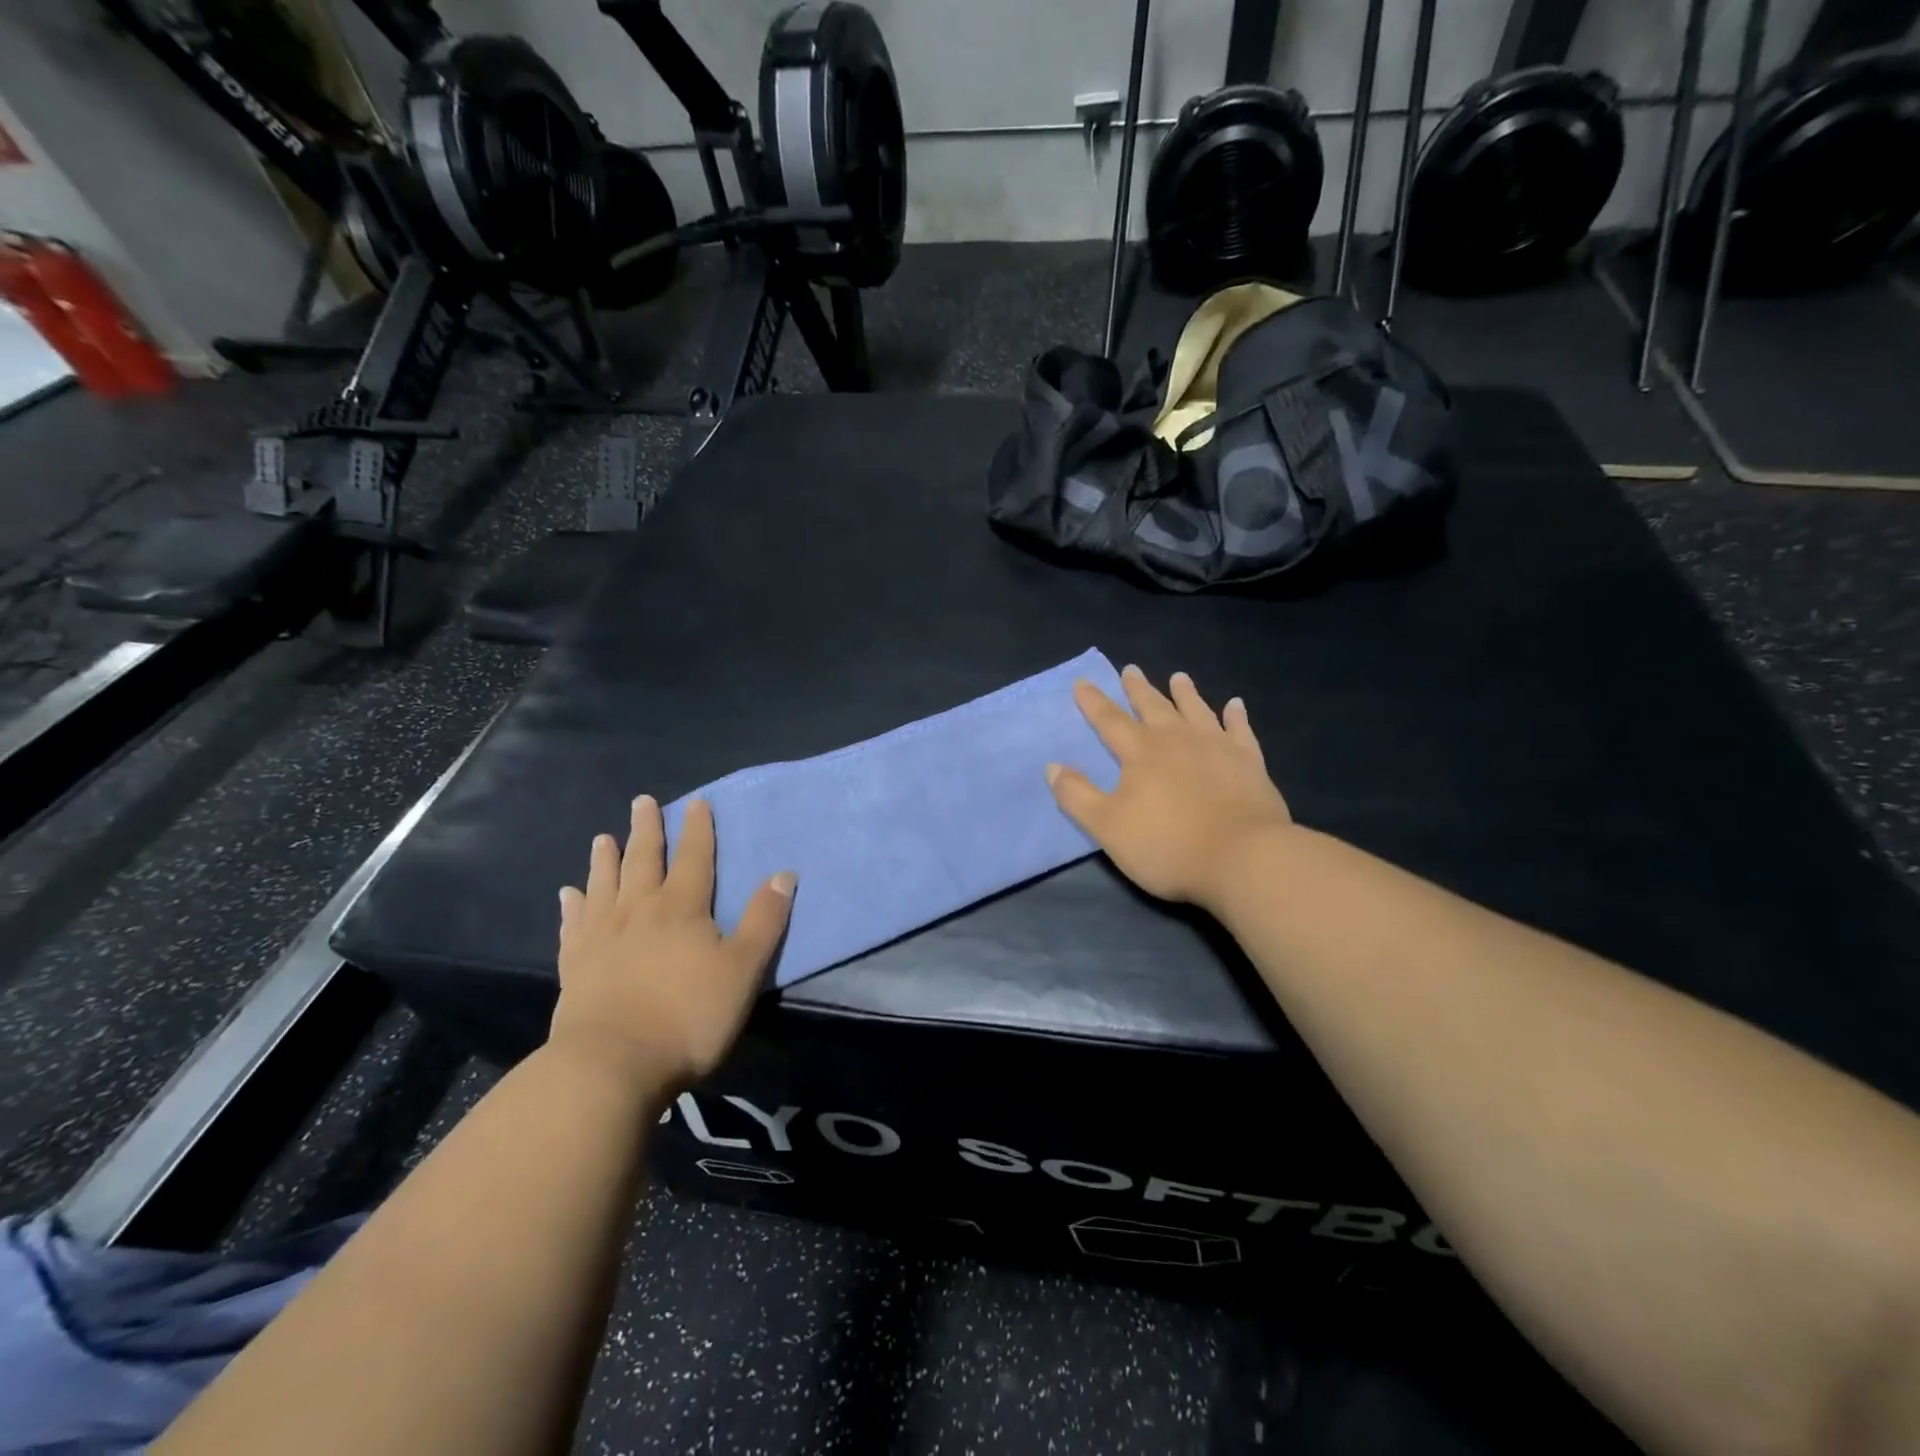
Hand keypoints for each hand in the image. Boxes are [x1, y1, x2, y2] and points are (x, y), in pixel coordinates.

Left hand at [550, 795, 794, 1091]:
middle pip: (644, 861)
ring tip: (603, 838)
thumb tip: (784, 873)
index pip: (694, 858)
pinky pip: (573, 926)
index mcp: (682, 908)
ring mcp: (602, 937)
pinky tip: (568, 895)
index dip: (698, 829)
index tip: (696, 802)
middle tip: (641, 801)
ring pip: (604, 886)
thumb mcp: (742, 969)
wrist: (611, 1065)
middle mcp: (639, 911)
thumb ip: (764, 920)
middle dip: (647, 830)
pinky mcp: (575, 966)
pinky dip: (573, 907)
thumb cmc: (688, 1016)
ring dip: (606, 860)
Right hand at [1048, 665, 1292, 908]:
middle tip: (1130, 669)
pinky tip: (1235, 705)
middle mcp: (1177, 740)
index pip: (1110, 720)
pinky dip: (1236, 716)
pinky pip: (1240, 731)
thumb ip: (1077, 795)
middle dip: (1138, 689)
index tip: (1083, 682)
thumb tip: (1052, 766)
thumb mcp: (1107, 827)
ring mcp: (1217, 748)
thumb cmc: (1167, 845)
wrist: (1243, 858)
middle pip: (1154, 707)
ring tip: (1179, 677)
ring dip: (1186, 693)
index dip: (1093, 702)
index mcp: (1141, 753)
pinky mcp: (1249, 763)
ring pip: (1197, 711)